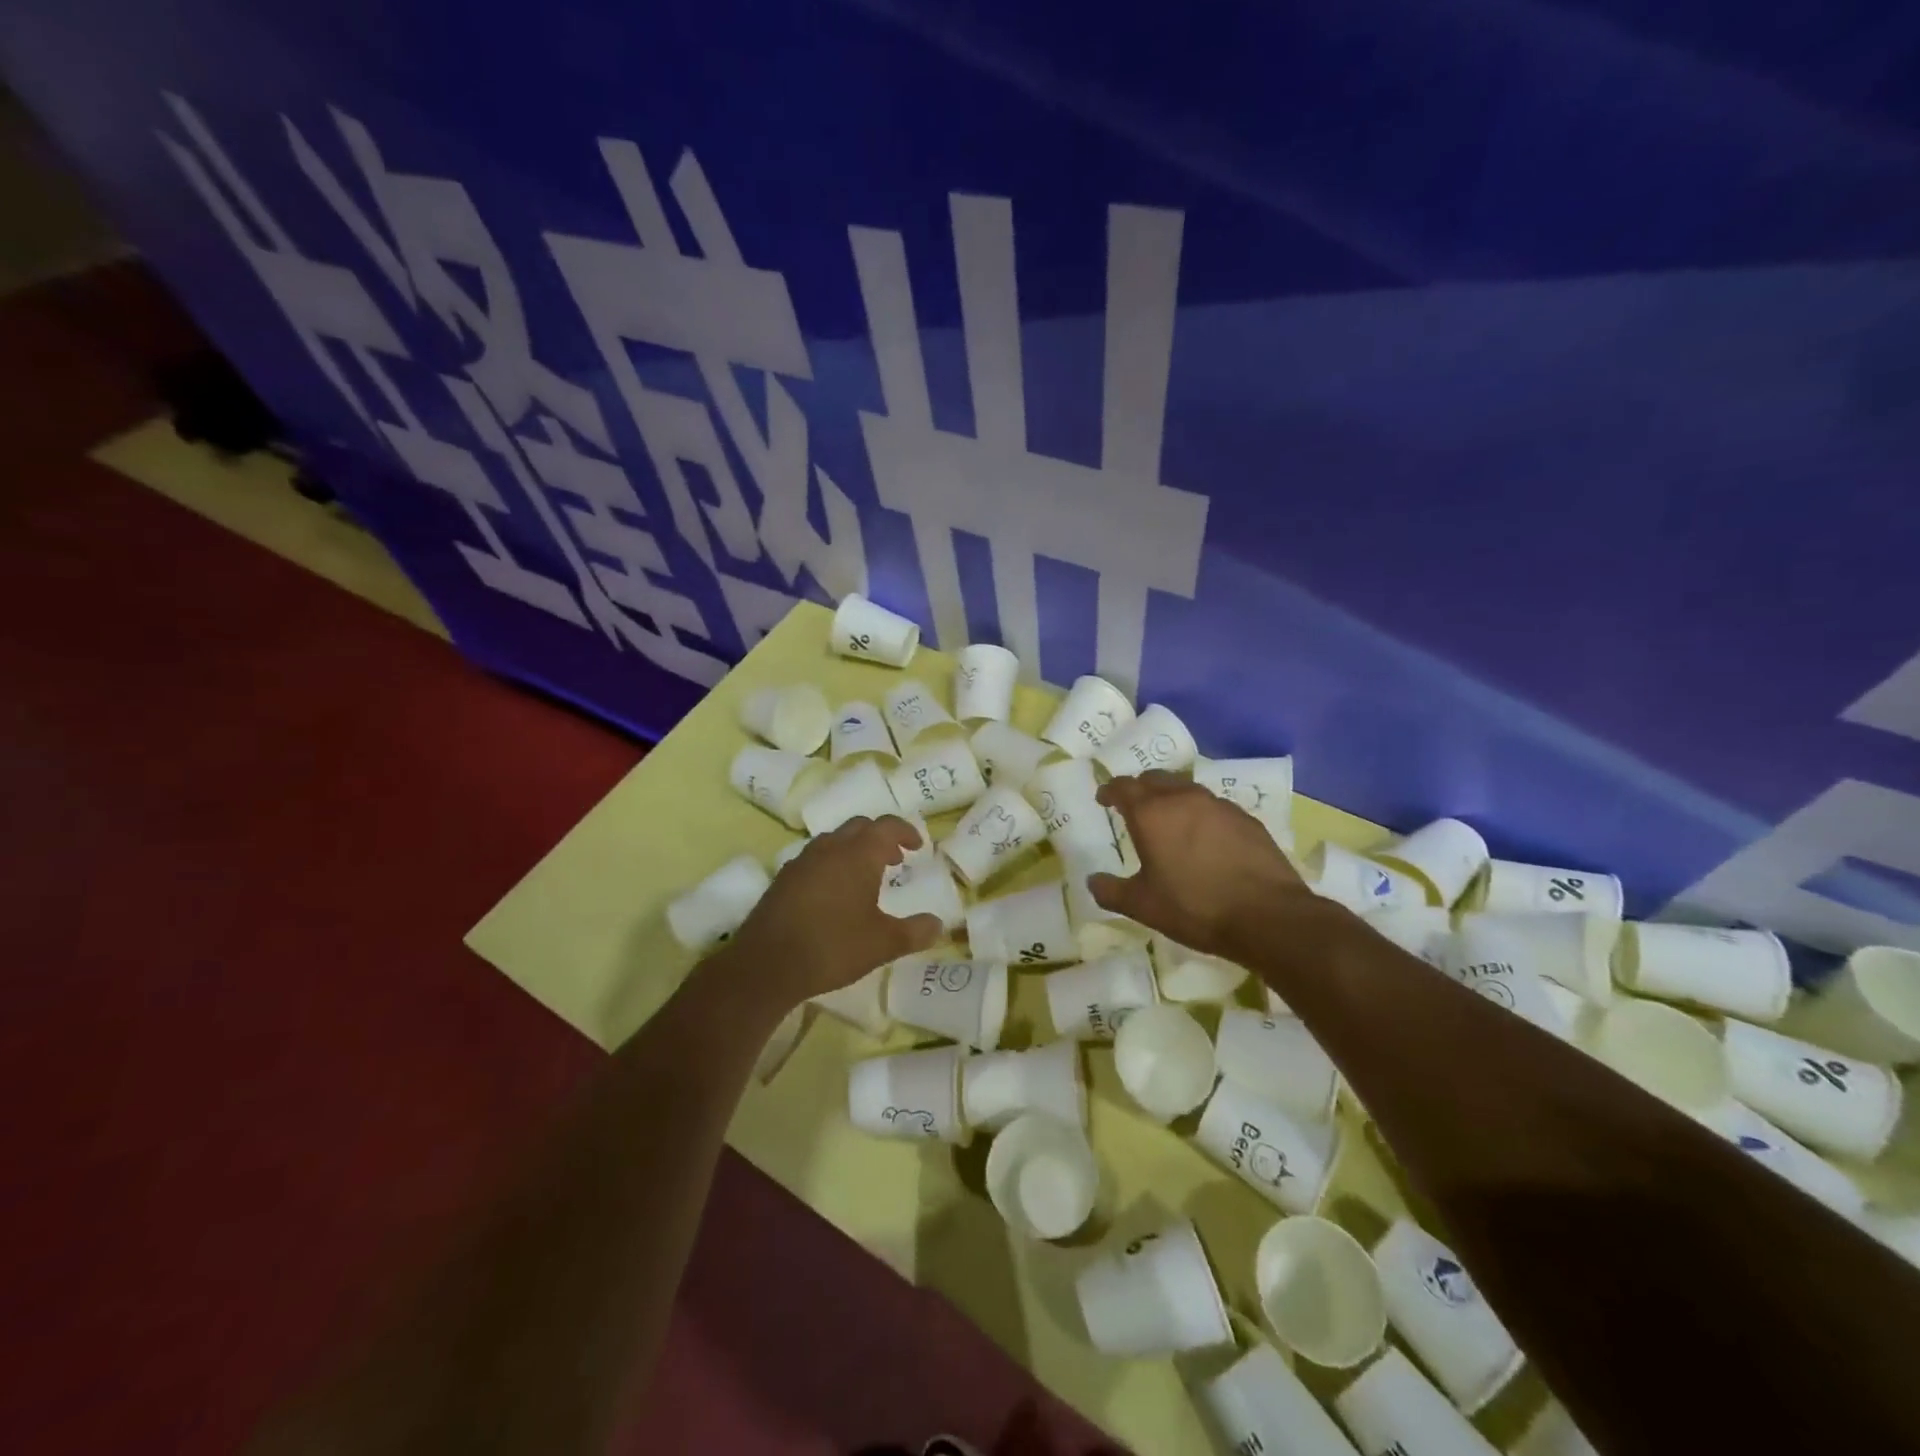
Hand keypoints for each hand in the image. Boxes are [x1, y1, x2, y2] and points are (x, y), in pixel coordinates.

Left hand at [723, 816, 942, 1007]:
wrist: (767, 964)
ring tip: (865, 875)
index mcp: (858, 854)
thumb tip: (938, 925)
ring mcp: (802, 861)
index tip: (917, 846)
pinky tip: (833, 893)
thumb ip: (914, 932)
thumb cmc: (833, 947)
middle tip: (894, 859)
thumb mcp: (883, 944)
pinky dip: (832, 864)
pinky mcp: (783, 878)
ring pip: (834, 840)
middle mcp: (830, 848)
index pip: (886, 826)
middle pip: (859, 827)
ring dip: (854, 849)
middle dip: (880, 837)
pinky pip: (814, 858)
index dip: (905, 831)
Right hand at [1090, 771, 1310, 957]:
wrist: (1268, 916)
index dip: (1110, 790)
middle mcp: (1184, 799)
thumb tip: (1092, 881)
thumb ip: (1111, 891)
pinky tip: (1205, 837)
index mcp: (1152, 814)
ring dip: (1171, 797)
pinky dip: (1200, 813)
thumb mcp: (1143, 906)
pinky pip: (1214, 806)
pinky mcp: (1246, 819)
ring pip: (1186, 788)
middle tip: (1133, 806)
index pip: (1123, 787)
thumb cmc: (1195, 907)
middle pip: (1155, 779)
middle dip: (1140, 788)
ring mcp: (1219, 806)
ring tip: (1169, 820)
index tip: (1103, 798)